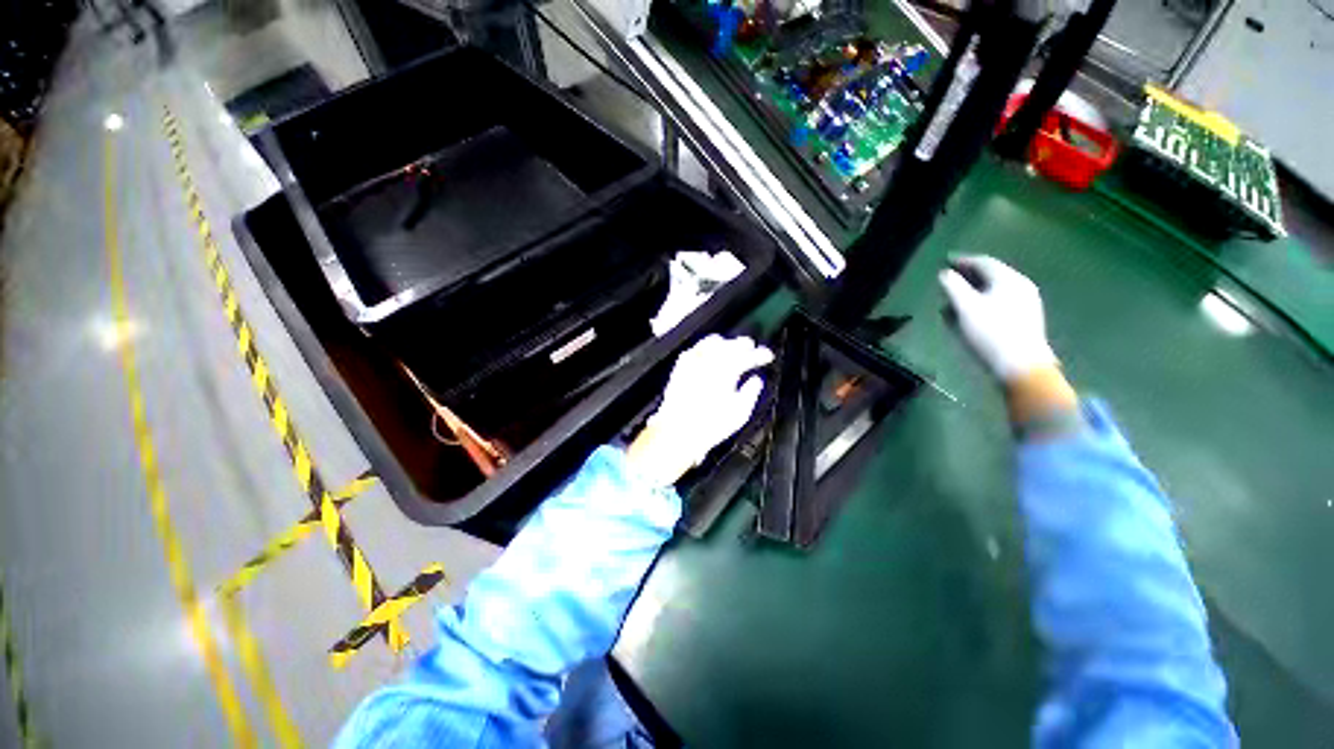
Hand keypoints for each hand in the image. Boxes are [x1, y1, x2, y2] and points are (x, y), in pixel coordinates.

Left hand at [628, 335, 773, 485]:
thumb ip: (751, 392)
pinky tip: (708, 354)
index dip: (761, 354)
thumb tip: (756, 380)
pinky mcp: (680, 367)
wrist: (679, 430)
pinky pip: (695, 349)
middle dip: (744, 346)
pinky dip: (706, 348)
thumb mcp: (740, 413)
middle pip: (731, 345)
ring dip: (726, 344)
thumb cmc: (710, 425)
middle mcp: (710, 362)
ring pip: (713, 342)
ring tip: (732, 349)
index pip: (749, 355)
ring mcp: (693, 362)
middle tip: (752, 350)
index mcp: (727, 371)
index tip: (767, 356)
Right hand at [938, 255, 1057, 382]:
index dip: (962, 260)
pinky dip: (981, 304)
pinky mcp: (1024, 320)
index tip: (945, 262)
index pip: (983, 262)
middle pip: (990, 276)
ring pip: (994, 291)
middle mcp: (1021, 287)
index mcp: (1009, 279)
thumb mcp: (966, 308)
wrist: (1021, 366)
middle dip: (967, 278)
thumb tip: (945, 274)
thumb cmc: (990, 333)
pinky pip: (999, 304)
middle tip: (947, 282)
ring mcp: (1025, 304)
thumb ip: (953, 287)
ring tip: (953, 302)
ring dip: (972, 293)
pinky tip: (969, 316)